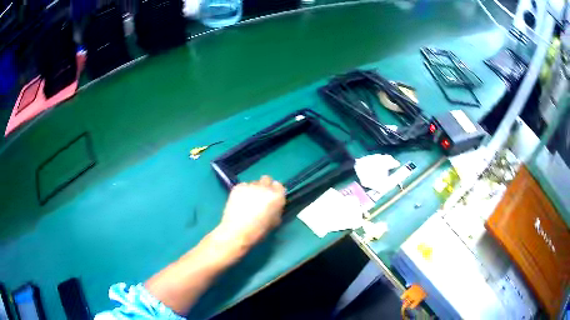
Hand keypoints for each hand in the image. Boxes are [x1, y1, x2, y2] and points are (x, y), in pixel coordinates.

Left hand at [215, 176, 285, 252]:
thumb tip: (274, 204)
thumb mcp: (274, 221)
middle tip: (260, 197)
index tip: (272, 197)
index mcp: (276, 197)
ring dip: (253, 190)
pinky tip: (239, 201)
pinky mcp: (238, 187)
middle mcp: (264, 188)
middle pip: (267, 179)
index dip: (275, 191)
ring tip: (247, 202)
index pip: (279, 185)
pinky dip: (242, 191)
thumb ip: (277, 209)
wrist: (236, 232)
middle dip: (265, 186)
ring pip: (254, 183)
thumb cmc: (258, 231)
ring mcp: (250, 186)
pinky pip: (243, 186)